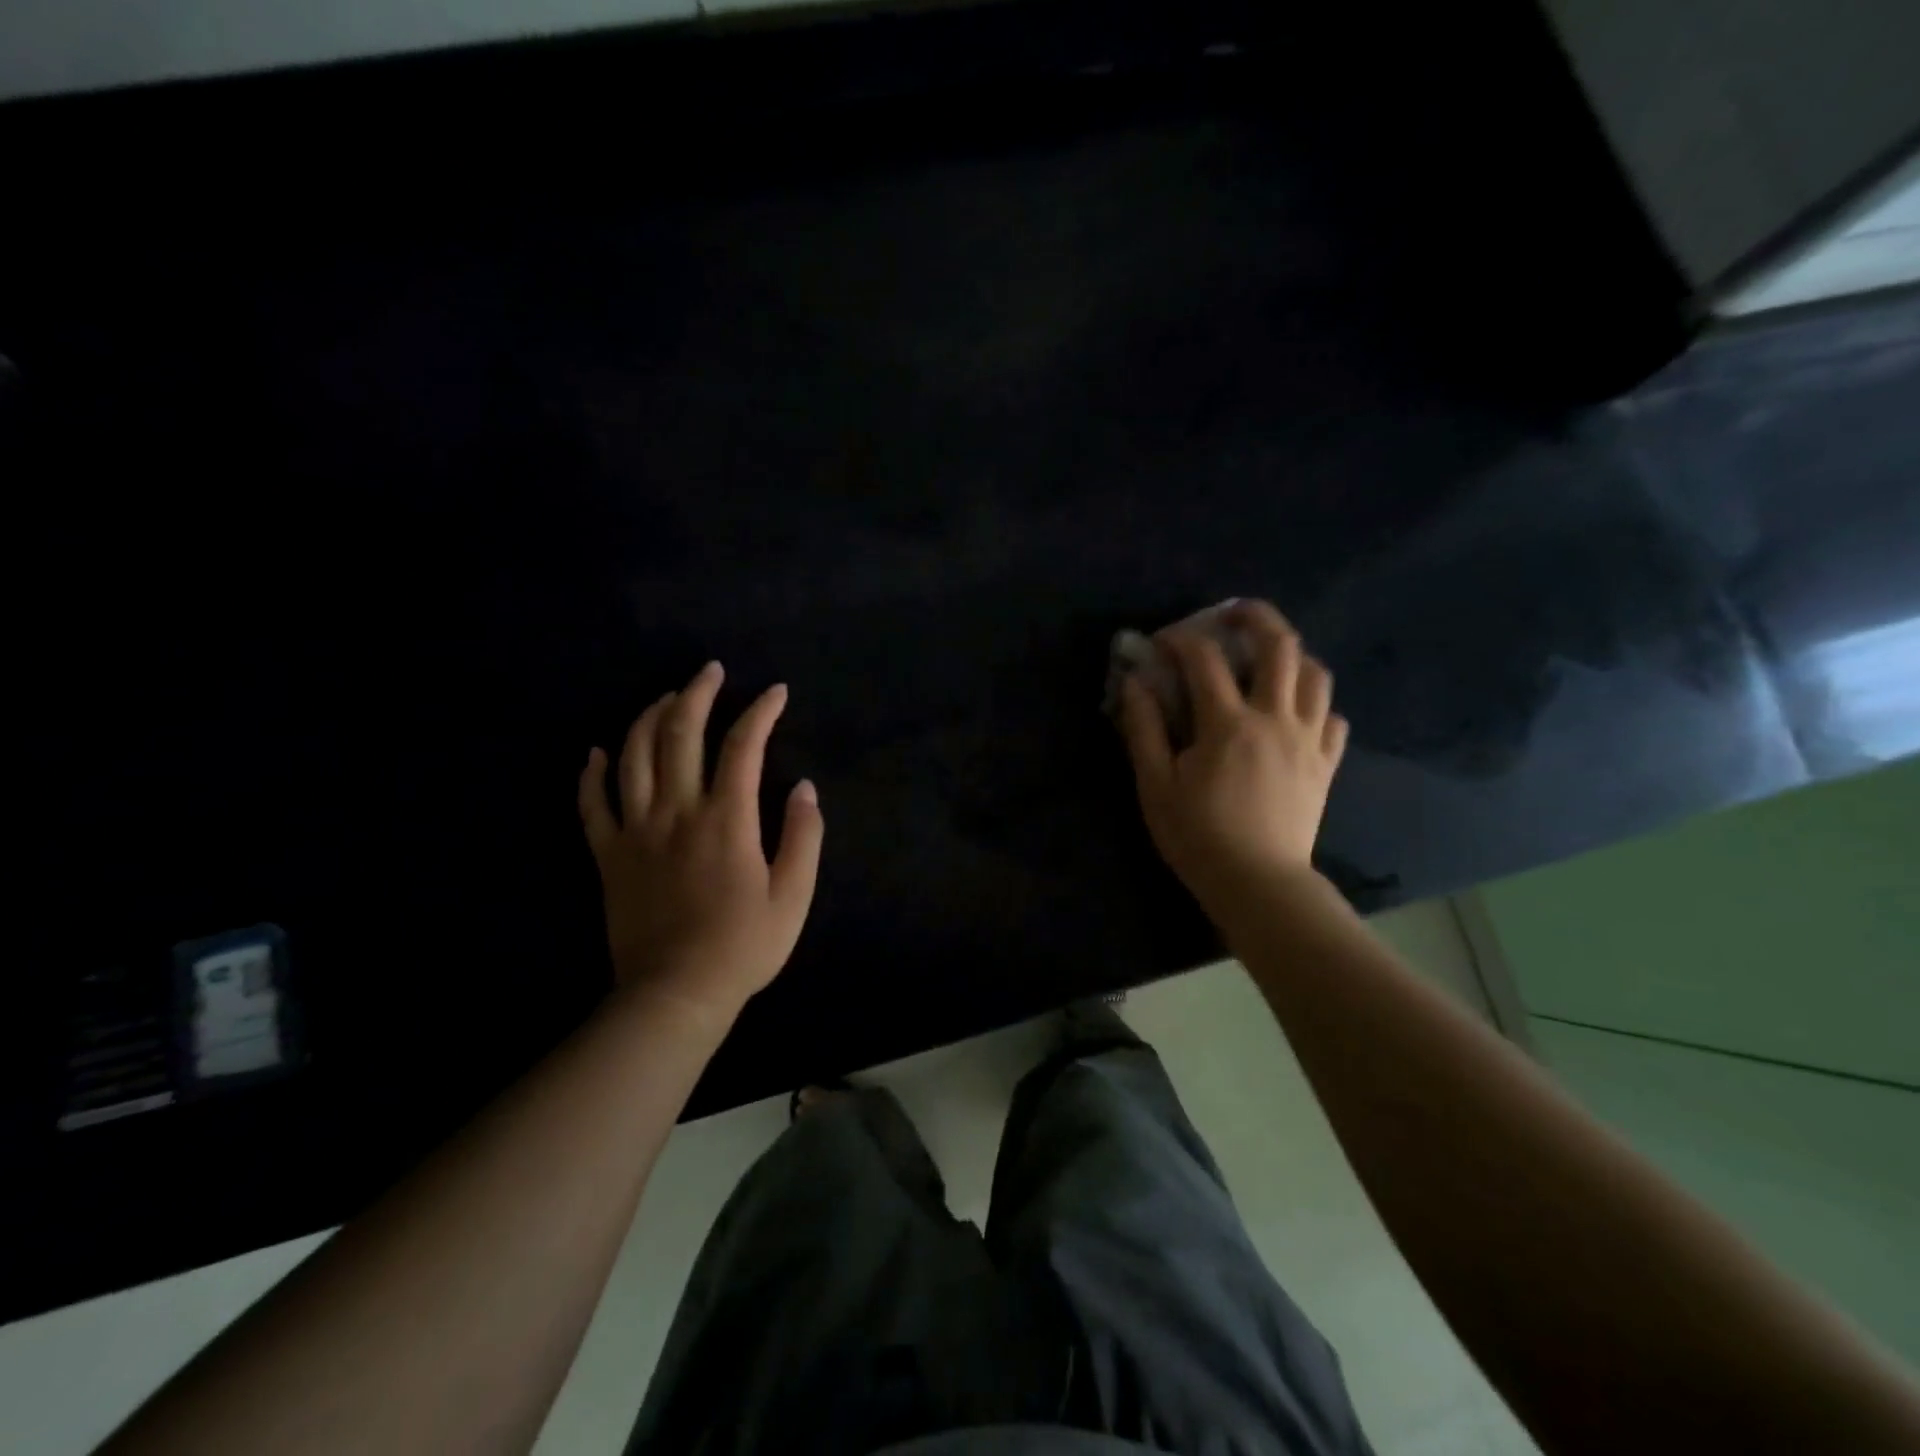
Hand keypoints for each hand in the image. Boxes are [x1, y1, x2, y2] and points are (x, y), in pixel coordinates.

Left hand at [577, 661, 823, 1022]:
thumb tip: (805, 788)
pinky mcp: (608, 855)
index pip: (743, 745)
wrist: (675, 994)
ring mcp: (636, 830)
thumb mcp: (794, 896)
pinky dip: (592, 773)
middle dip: (697, 693)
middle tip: (710, 671)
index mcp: (726, 819)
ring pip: (634, 755)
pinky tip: (597, 752)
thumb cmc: (743, 946)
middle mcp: (677, 811)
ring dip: (649, 717)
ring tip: (666, 698)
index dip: (761, 711)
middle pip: (680, 733)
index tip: (775, 692)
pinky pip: (592, 804)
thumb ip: (804, 837)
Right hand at [1119, 600, 1347, 931]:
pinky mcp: (1325, 764)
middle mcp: (1275, 719)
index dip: (1179, 640)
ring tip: (1268, 659)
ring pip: (1316, 675)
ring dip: (1292, 655)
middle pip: (1281, 646)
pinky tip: (1295, 712)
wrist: (1258, 884)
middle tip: (1232, 613)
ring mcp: (1308, 740)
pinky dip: (1315, 704)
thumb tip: (1135, 683)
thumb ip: (1144, 728)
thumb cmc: (1197, 836)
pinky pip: (1333, 718)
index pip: (1204, 659)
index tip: (1160, 643)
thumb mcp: (1156, 784)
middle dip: (1255, 617)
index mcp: (1228, 724)